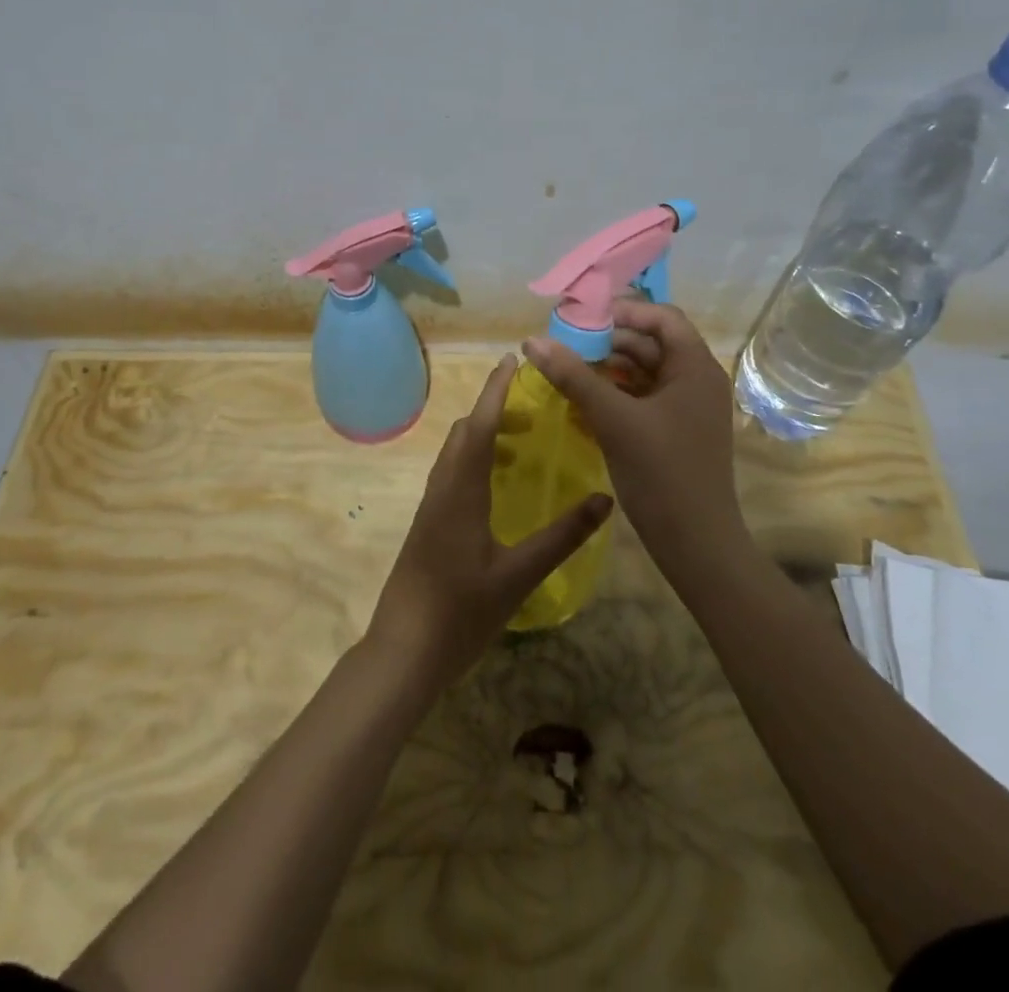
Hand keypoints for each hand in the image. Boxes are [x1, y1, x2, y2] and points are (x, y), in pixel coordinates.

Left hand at [366, 354, 612, 684]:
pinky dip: (475, 461)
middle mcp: (442, 487)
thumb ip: (562, 536)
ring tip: (522, 446)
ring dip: (484, 437)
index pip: (480, 424)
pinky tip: (498, 488)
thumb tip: (604, 500)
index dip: (496, 389)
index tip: (512, 360)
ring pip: (456, 453)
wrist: (404, 650)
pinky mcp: (428, 524)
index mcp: (461, 489)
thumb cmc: (461, 610)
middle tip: (534, 412)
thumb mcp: (519, 575)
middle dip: (495, 411)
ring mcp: (430, 506)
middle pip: (465, 432)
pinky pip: (452, 474)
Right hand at [522, 300, 746, 573]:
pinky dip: (616, 395)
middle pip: (651, 344)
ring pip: (644, 373)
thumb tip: (532, 340)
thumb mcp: (613, 419)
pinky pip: (643, 399)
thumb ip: (573, 376)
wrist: (696, 545)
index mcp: (695, 368)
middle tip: (564, 345)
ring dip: (608, 369)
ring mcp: (688, 409)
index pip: (662, 317)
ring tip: (567, 371)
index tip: (582, 319)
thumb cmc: (661, 473)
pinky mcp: (676, 432)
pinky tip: (583, 402)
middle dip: (608, 341)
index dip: (623, 311)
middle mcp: (697, 381)